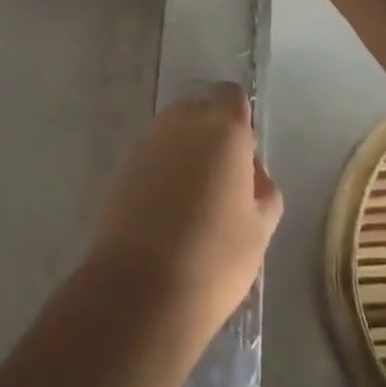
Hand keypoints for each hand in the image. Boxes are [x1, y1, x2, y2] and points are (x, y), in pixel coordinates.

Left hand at [87, 84, 282, 332]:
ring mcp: (147, 141)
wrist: (141, 289)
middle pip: (201, 110)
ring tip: (193, 200)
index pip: (232, 97)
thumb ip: (263, 189)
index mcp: (222, 129)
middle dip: (212, 134)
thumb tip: (250, 173)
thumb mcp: (260, 229)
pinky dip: (162, 169)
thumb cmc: (214, 258)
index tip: (244, 157)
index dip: (240, 120)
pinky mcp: (122, 165)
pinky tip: (166, 209)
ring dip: (185, 151)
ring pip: (174, 131)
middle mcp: (181, 122)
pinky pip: (152, 154)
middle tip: (222, 182)